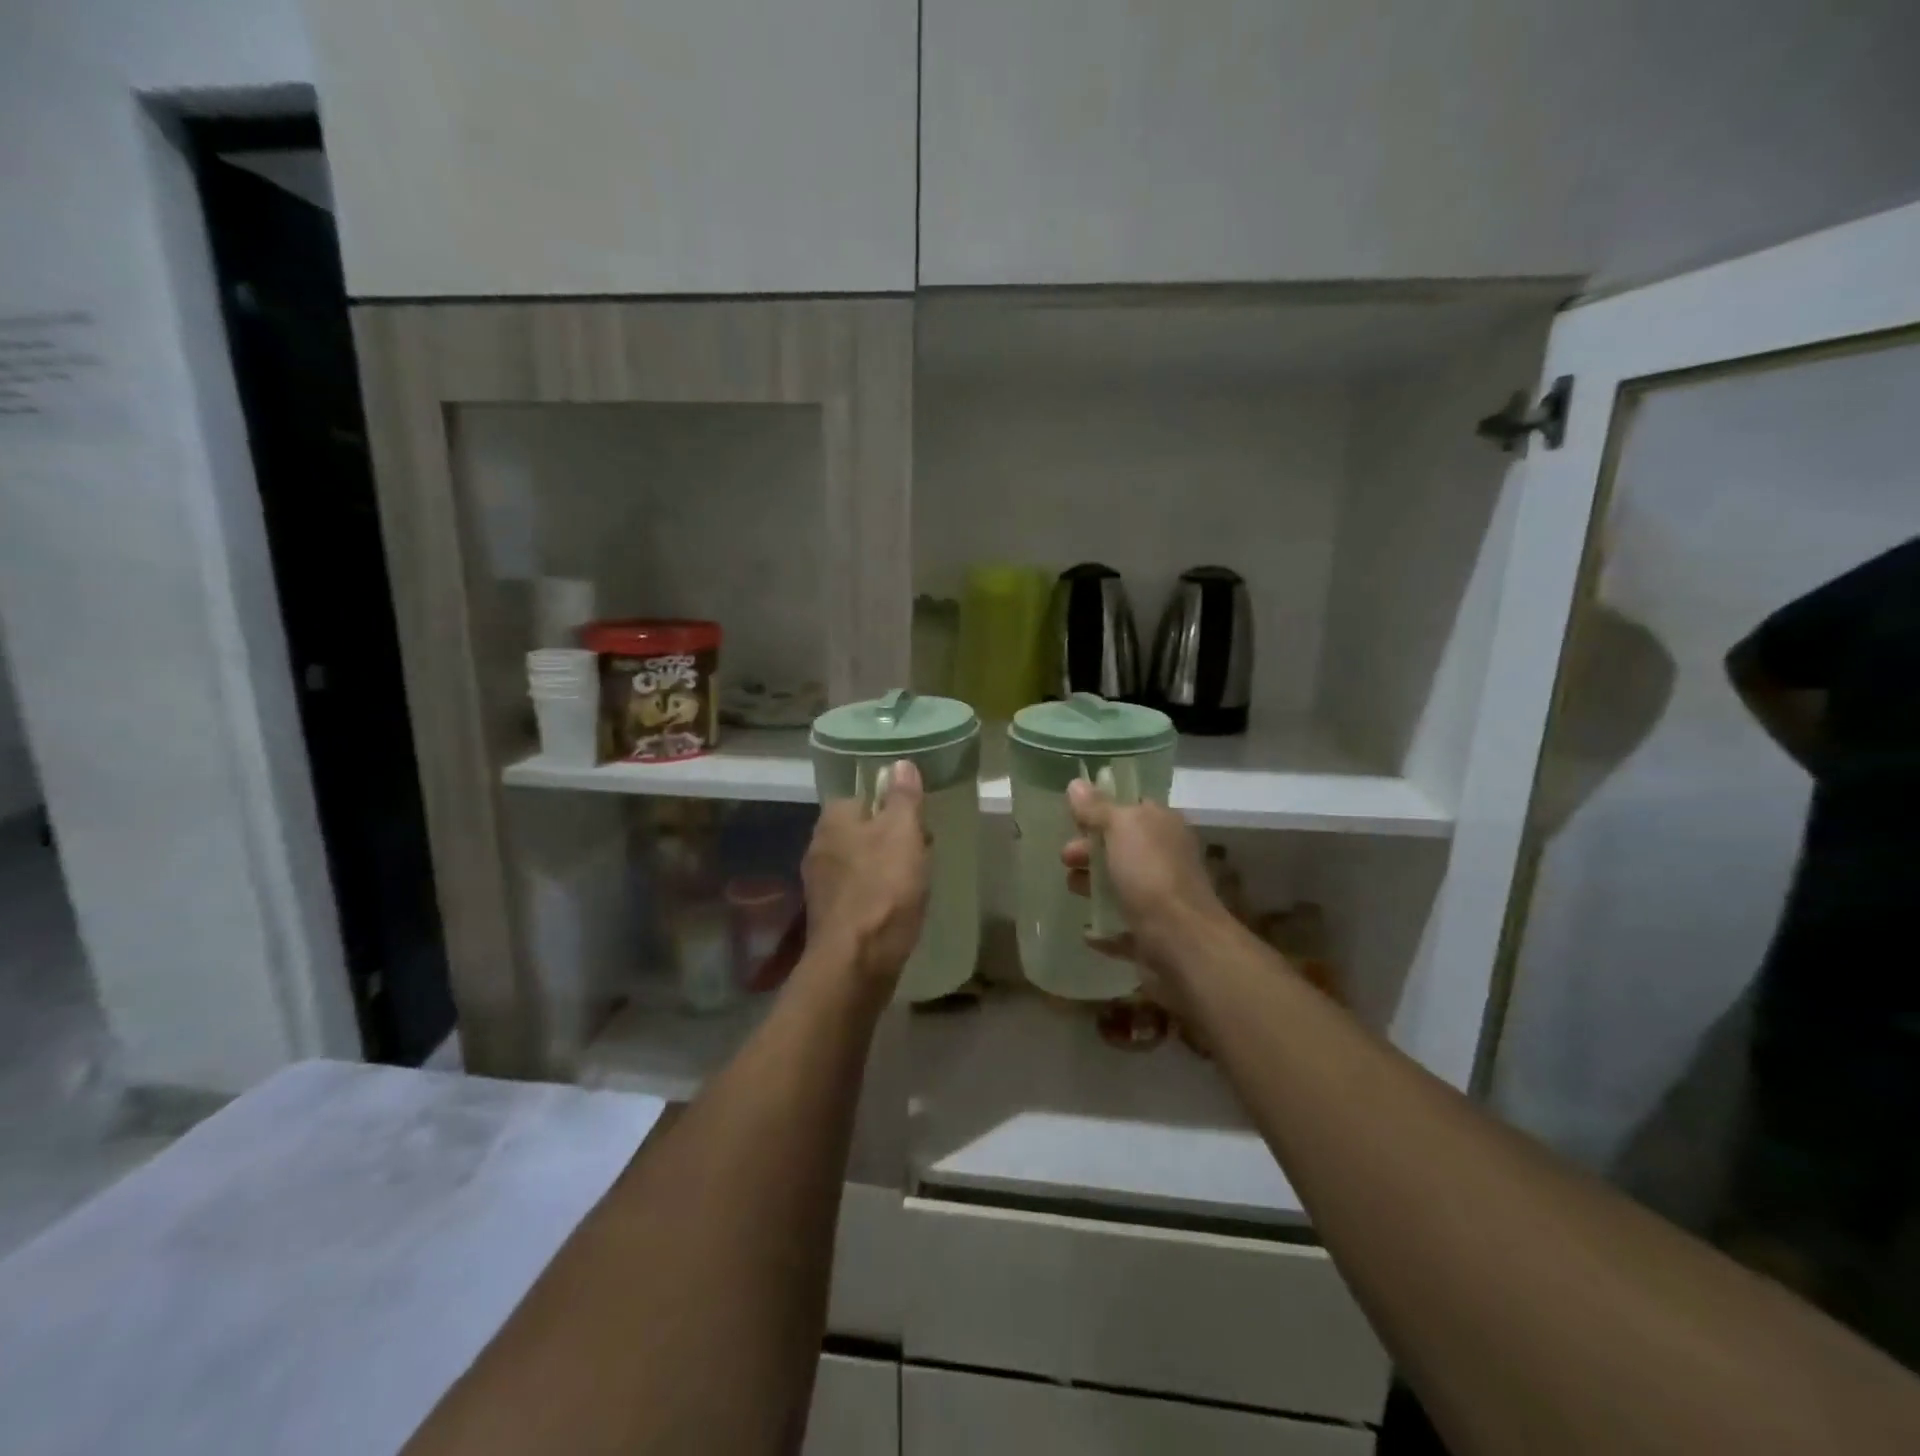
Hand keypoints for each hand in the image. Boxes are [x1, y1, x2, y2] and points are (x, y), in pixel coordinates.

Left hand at [802, 760, 929, 996]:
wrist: (857, 962)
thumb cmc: (884, 889)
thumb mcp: (903, 833)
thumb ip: (903, 797)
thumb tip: (900, 763)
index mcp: (833, 819)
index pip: (862, 795)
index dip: (892, 805)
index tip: (918, 822)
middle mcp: (818, 845)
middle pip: (861, 829)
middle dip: (890, 837)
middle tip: (922, 851)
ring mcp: (819, 882)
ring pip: (859, 861)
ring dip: (884, 867)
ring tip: (914, 882)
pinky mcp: (827, 914)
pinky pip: (857, 891)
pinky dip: (876, 894)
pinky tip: (895, 908)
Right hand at [1060, 780, 1230, 979]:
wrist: (1180, 940)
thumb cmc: (1150, 874)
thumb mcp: (1119, 828)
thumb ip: (1096, 808)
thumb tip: (1076, 783)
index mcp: (1163, 826)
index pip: (1133, 808)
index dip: (1102, 810)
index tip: (1073, 818)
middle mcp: (1166, 858)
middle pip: (1122, 848)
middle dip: (1090, 850)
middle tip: (1066, 857)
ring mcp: (1161, 897)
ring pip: (1121, 886)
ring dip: (1094, 886)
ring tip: (1072, 889)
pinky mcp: (1153, 933)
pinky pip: (1123, 927)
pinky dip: (1104, 927)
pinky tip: (1088, 930)